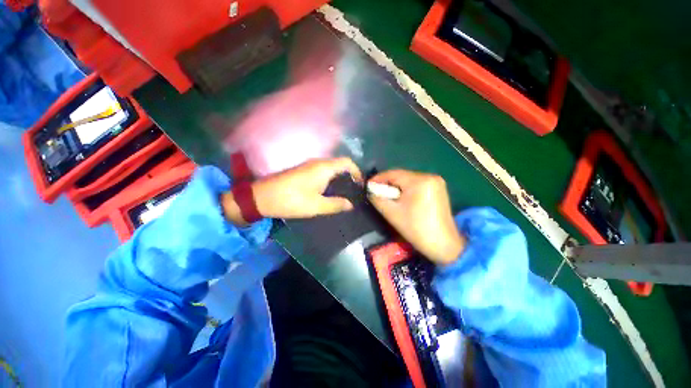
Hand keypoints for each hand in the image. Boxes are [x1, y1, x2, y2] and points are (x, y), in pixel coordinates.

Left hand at [223, 157, 361, 224]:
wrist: (261, 197)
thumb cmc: (291, 200)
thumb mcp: (316, 206)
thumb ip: (336, 204)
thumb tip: (350, 204)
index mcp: (323, 168)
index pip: (347, 162)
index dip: (357, 172)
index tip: (360, 185)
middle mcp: (318, 163)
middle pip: (340, 164)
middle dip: (349, 176)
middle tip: (354, 191)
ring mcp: (309, 166)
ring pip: (331, 168)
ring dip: (340, 178)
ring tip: (344, 193)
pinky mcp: (303, 171)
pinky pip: (322, 172)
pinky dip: (330, 179)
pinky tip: (329, 191)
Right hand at [368, 170, 464, 264]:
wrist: (443, 244)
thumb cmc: (416, 229)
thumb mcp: (392, 213)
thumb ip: (378, 199)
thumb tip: (370, 190)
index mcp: (419, 181)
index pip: (394, 173)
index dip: (379, 178)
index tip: (368, 185)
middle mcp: (429, 176)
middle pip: (402, 176)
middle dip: (388, 183)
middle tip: (377, 192)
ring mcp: (436, 182)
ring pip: (409, 180)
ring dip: (397, 187)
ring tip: (388, 197)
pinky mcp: (438, 188)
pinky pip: (417, 184)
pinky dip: (407, 190)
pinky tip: (402, 199)